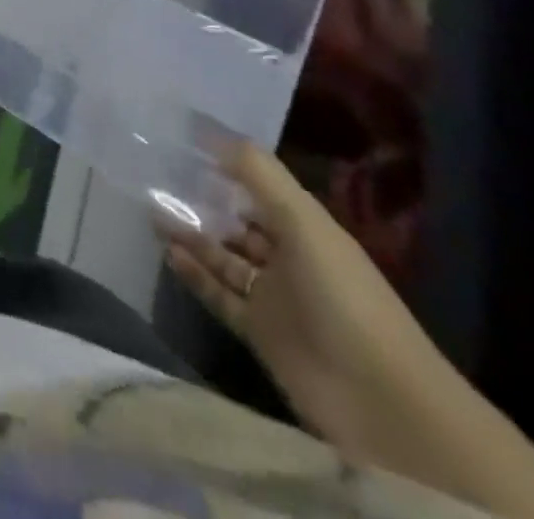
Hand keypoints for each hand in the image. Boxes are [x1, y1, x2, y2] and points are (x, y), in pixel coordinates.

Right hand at [161, 142, 448, 463]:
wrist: (381, 403)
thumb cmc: (343, 296)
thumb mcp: (303, 221)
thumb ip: (257, 172)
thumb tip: (209, 129)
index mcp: (307, 228)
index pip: (258, 188)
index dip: (225, 166)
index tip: (182, 143)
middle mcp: (290, 258)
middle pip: (237, 222)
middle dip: (202, 201)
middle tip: (155, 178)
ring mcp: (274, 298)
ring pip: (224, 257)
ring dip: (191, 235)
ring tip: (151, 210)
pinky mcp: (259, 332)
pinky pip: (219, 294)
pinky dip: (195, 274)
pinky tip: (167, 253)